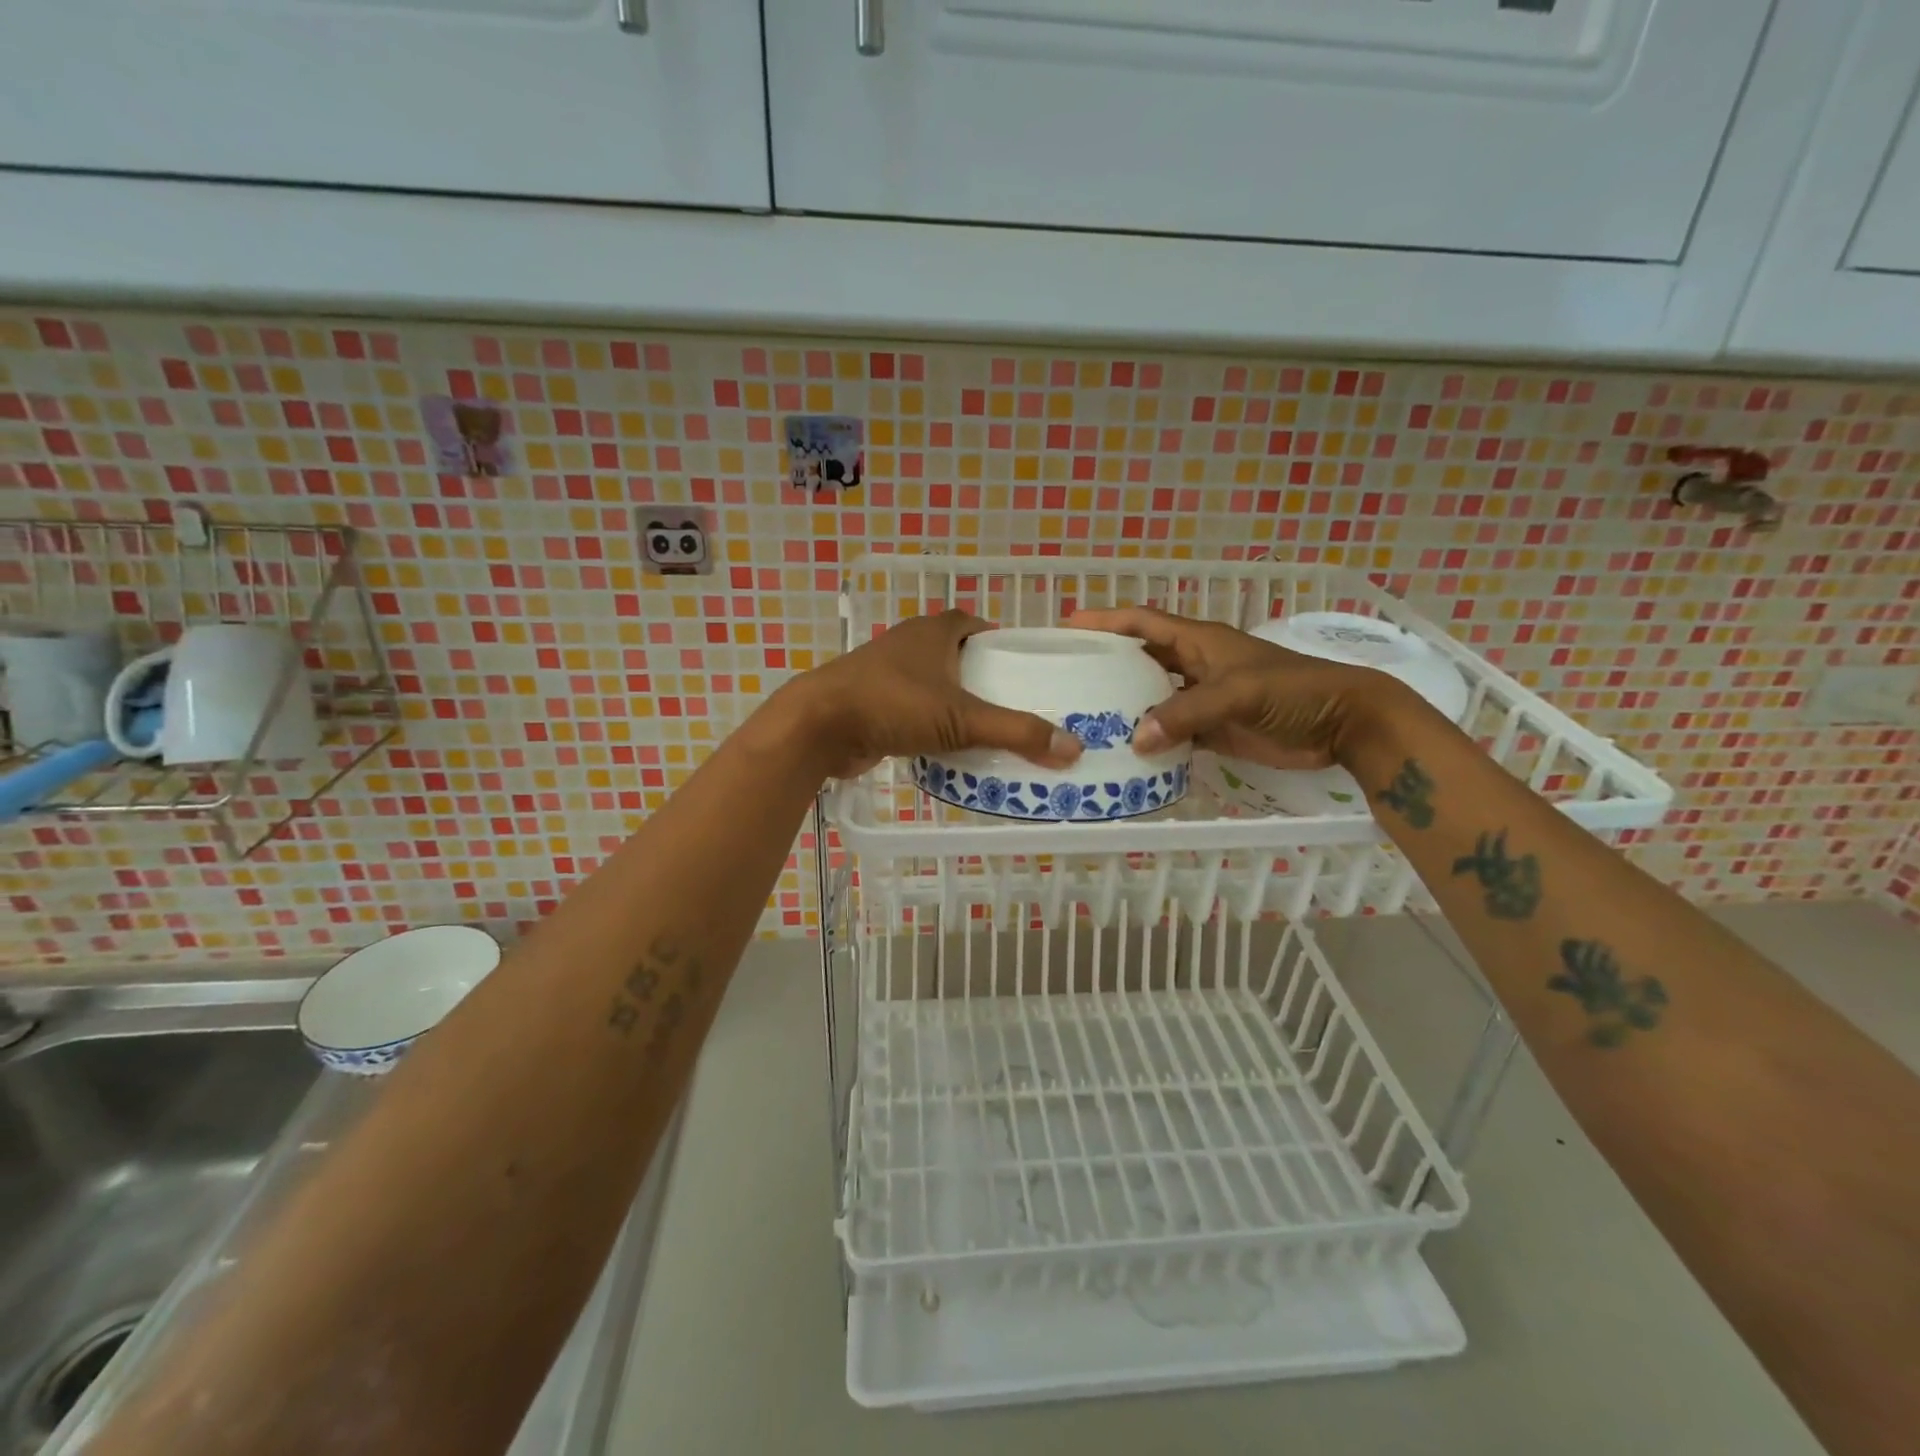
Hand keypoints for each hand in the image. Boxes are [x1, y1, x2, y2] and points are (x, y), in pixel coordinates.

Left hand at [780, 611, 1083, 779]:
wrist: (818, 726)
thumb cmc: (893, 705)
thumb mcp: (962, 719)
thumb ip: (1017, 732)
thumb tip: (1073, 748)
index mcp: (934, 631)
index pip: (976, 624)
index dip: (1001, 642)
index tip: (1025, 668)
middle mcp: (910, 644)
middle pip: (958, 656)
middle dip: (984, 679)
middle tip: (1016, 707)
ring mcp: (887, 674)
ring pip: (935, 686)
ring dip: (958, 705)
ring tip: (991, 731)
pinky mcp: (872, 703)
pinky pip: (915, 711)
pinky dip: (933, 725)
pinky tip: (951, 749)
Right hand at [1066, 606, 1414, 769]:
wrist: (1343, 723)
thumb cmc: (1293, 692)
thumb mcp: (1237, 693)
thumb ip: (1186, 713)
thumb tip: (1135, 740)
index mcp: (1198, 641)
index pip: (1142, 622)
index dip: (1106, 620)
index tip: (1068, 626)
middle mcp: (1195, 665)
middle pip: (1142, 659)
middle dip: (1108, 665)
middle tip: (1067, 679)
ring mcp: (1204, 699)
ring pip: (1154, 698)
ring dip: (1127, 706)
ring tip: (1087, 720)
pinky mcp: (1214, 730)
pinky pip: (1173, 732)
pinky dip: (1152, 740)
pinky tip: (1127, 752)